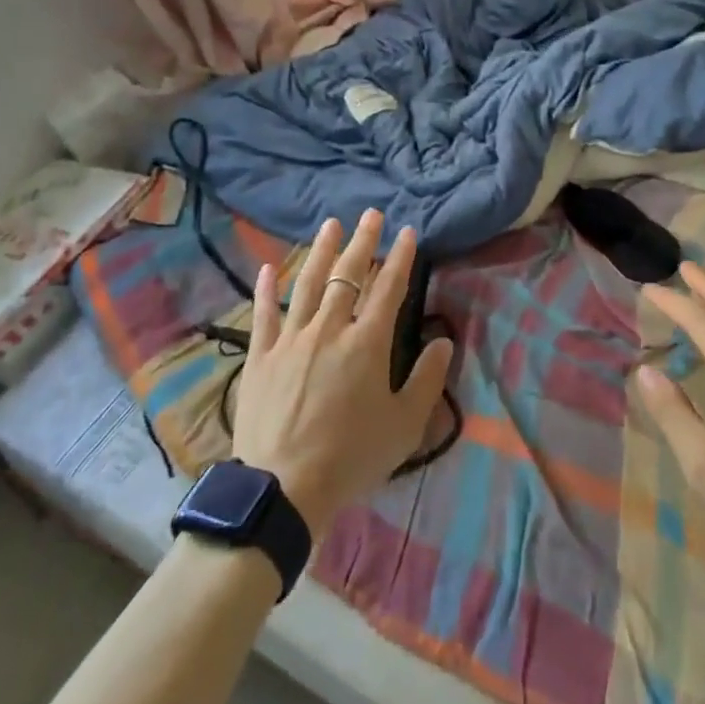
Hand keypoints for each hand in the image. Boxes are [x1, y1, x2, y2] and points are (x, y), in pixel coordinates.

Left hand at [231, 210, 453, 537]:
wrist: (283, 488)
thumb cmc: (351, 458)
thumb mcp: (404, 426)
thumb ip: (427, 380)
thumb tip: (443, 342)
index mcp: (367, 343)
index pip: (389, 288)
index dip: (400, 257)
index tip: (407, 232)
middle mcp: (330, 328)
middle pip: (348, 275)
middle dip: (363, 242)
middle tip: (371, 214)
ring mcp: (292, 338)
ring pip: (309, 283)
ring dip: (321, 251)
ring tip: (330, 225)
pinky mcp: (261, 355)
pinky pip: (264, 314)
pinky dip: (267, 289)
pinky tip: (270, 267)